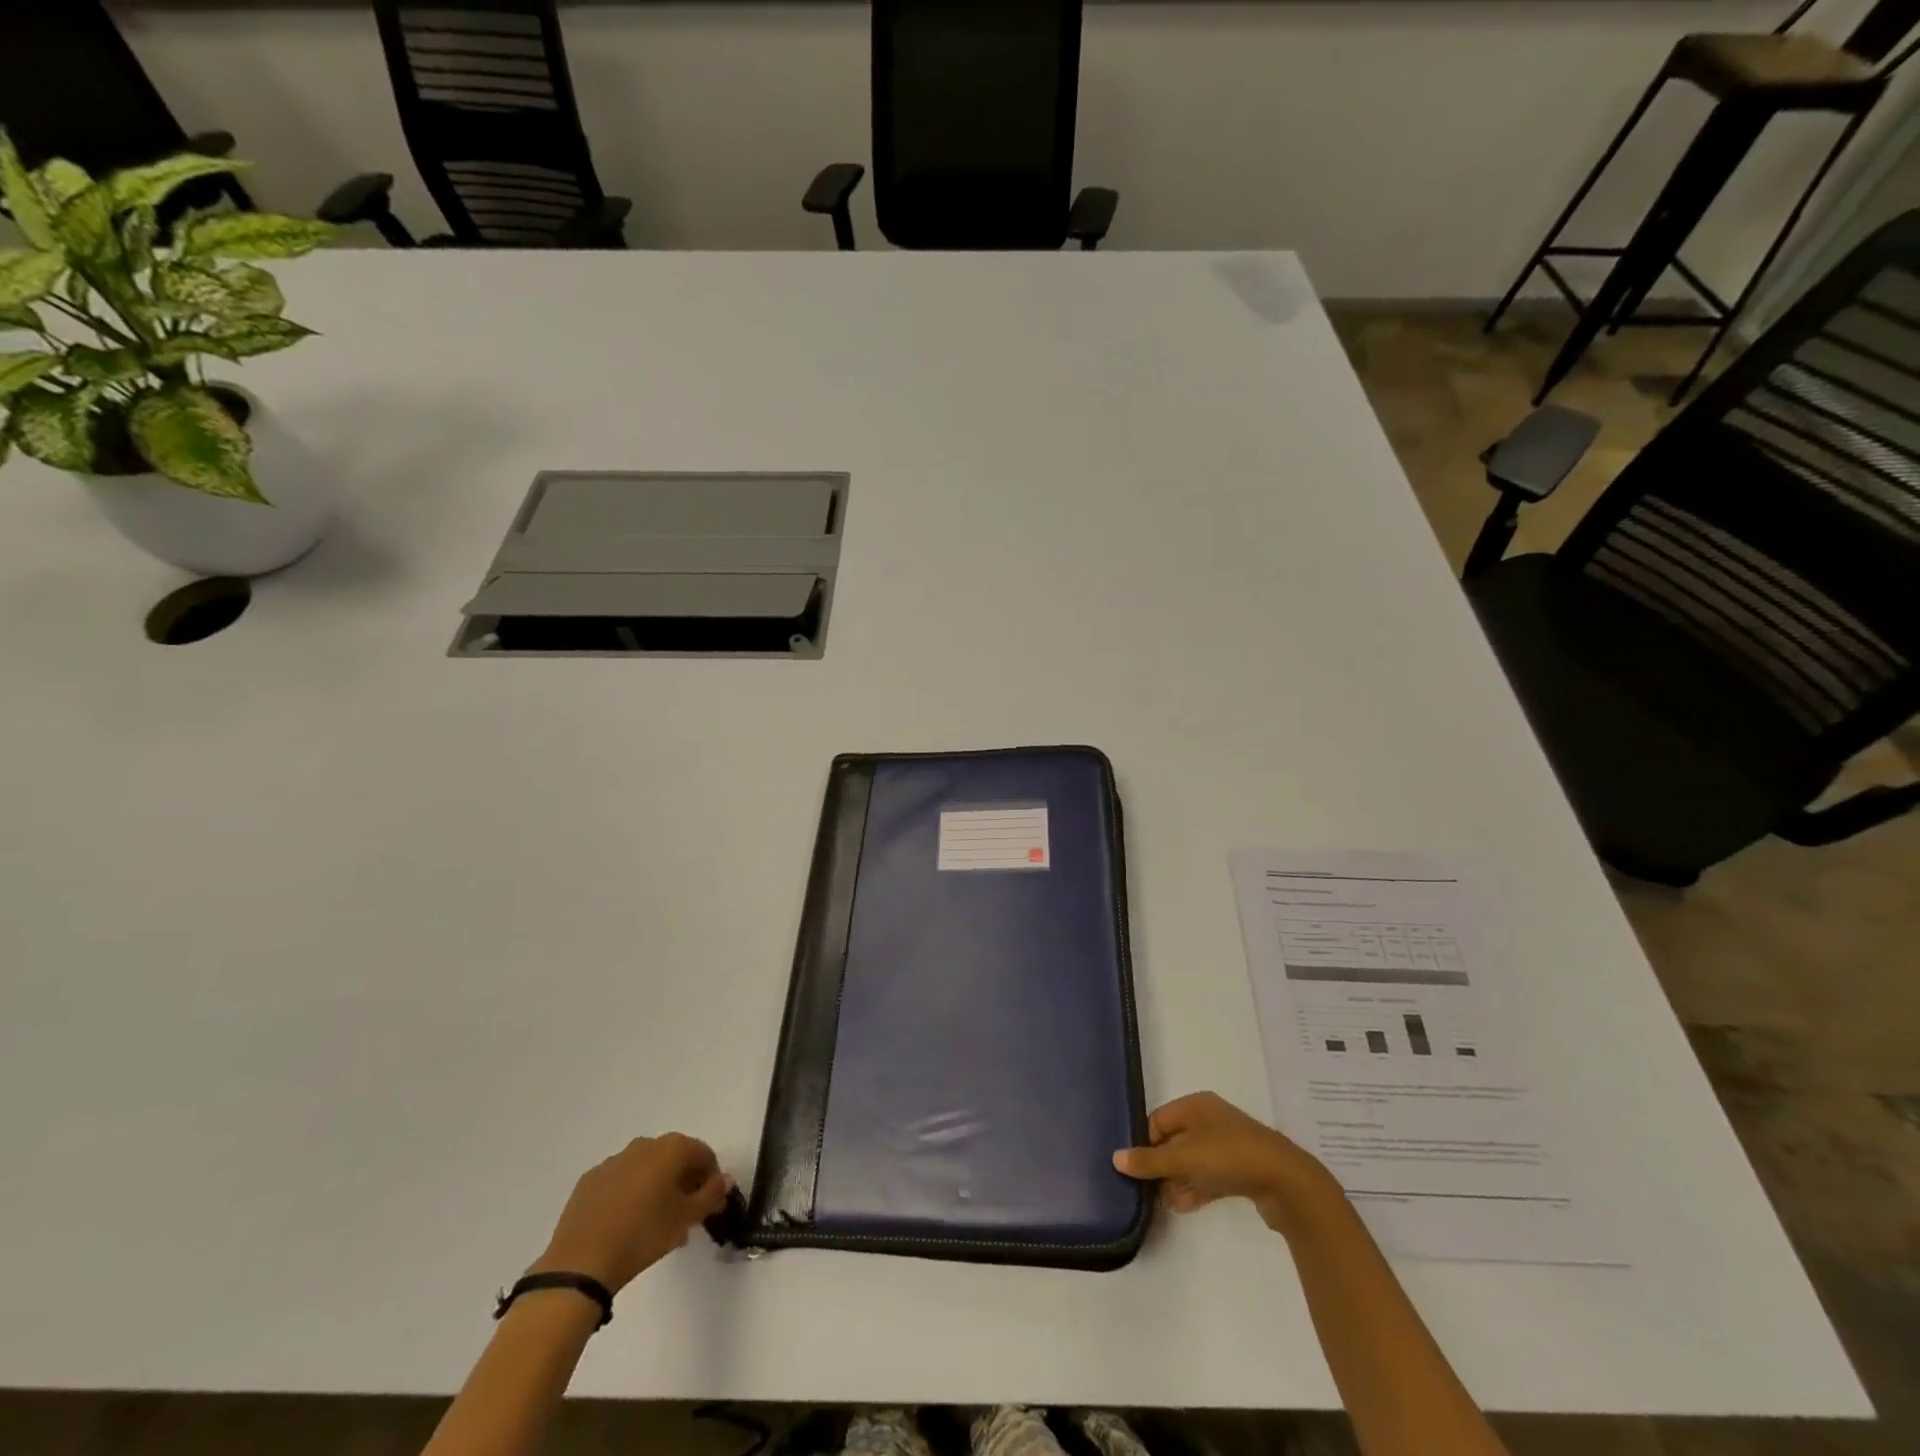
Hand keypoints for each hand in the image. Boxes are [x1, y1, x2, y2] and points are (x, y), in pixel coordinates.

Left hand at [529, 1133, 730, 1292]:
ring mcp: (613, 1161)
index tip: (709, 1203)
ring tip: (654, 1223)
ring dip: (656, 1187)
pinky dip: (629, 1194)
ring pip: (645, 1168)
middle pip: (674, 1158)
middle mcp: (643, 1144)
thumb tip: (725, 1180)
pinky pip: (619, 1181)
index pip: (703, 1154)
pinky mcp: (589, 1180)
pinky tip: (625, 1223)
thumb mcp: (686, 1219)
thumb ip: (711, 1195)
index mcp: (671, 1148)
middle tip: (684, 1214)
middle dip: (683, 1181)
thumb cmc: (643, 1235)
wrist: (581, 1264)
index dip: (711, 1178)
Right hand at [1112, 1092, 1339, 1234]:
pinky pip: (1209, 1175)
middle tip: (1147, 1188)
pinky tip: (1184, 1206)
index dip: (1146, 1142)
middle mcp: (1211, 1119)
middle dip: (1161, 1164)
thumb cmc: (1230, 1157)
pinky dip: (1196, 1188)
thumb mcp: (1186, 1157)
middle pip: (1175, 1139)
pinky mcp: (1241, 1169)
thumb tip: (1115, 1158)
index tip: (1137, 1168)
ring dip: (1178, 1179)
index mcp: (1196, 1106)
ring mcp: (1228, 1145)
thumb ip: (1150, 1160)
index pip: (1158, 1119)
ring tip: (1164, 1203)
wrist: (1288, 1182)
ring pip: (1193, 1160)